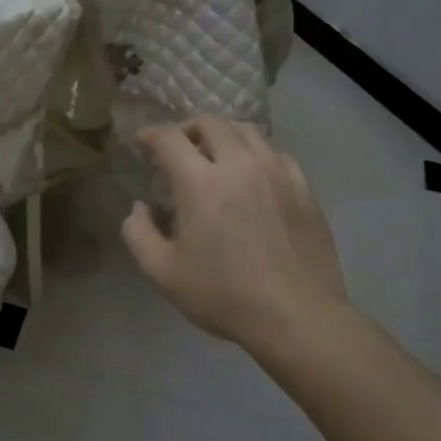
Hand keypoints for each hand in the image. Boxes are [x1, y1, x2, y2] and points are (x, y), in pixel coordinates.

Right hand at [121, 115, 350, 350]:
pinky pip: (275, 153)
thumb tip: (140, 207)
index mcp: (200, 183)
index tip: (142, 142)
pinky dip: (255, 153)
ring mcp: (277, 173)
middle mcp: (240, 165)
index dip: (150, 135)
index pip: (169, 138)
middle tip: (177, 148)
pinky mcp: (303, 188)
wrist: (298, 317)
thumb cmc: (224, 295)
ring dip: (222, 135)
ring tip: (214, 155)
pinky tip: (251, 175)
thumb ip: (138, 233)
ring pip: (246, 131)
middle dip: (186, 128)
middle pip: (210, 123)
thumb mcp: (162, 272)